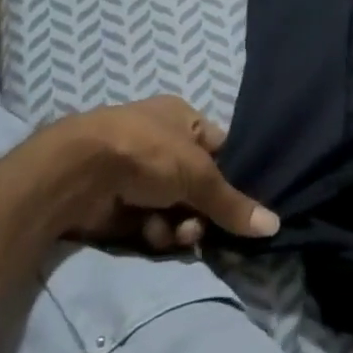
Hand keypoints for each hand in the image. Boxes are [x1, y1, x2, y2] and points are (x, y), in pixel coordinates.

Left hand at [40, 96, 279, 249]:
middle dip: (202, 211)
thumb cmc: (146, 153)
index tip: (240, 206)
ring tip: (171, 234)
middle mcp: (160, 142)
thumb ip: (234, 204)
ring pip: (175, 209)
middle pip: (197, 186)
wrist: (76, 172)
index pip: (220, 149)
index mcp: (181, 118)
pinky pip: (149, 223)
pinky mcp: (117, 203)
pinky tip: (149, 234)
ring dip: (178, 226)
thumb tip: (276, 225)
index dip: (231, 177)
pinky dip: (153, 232)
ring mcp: (137, 173)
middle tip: (199, 228)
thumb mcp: (199, 175)